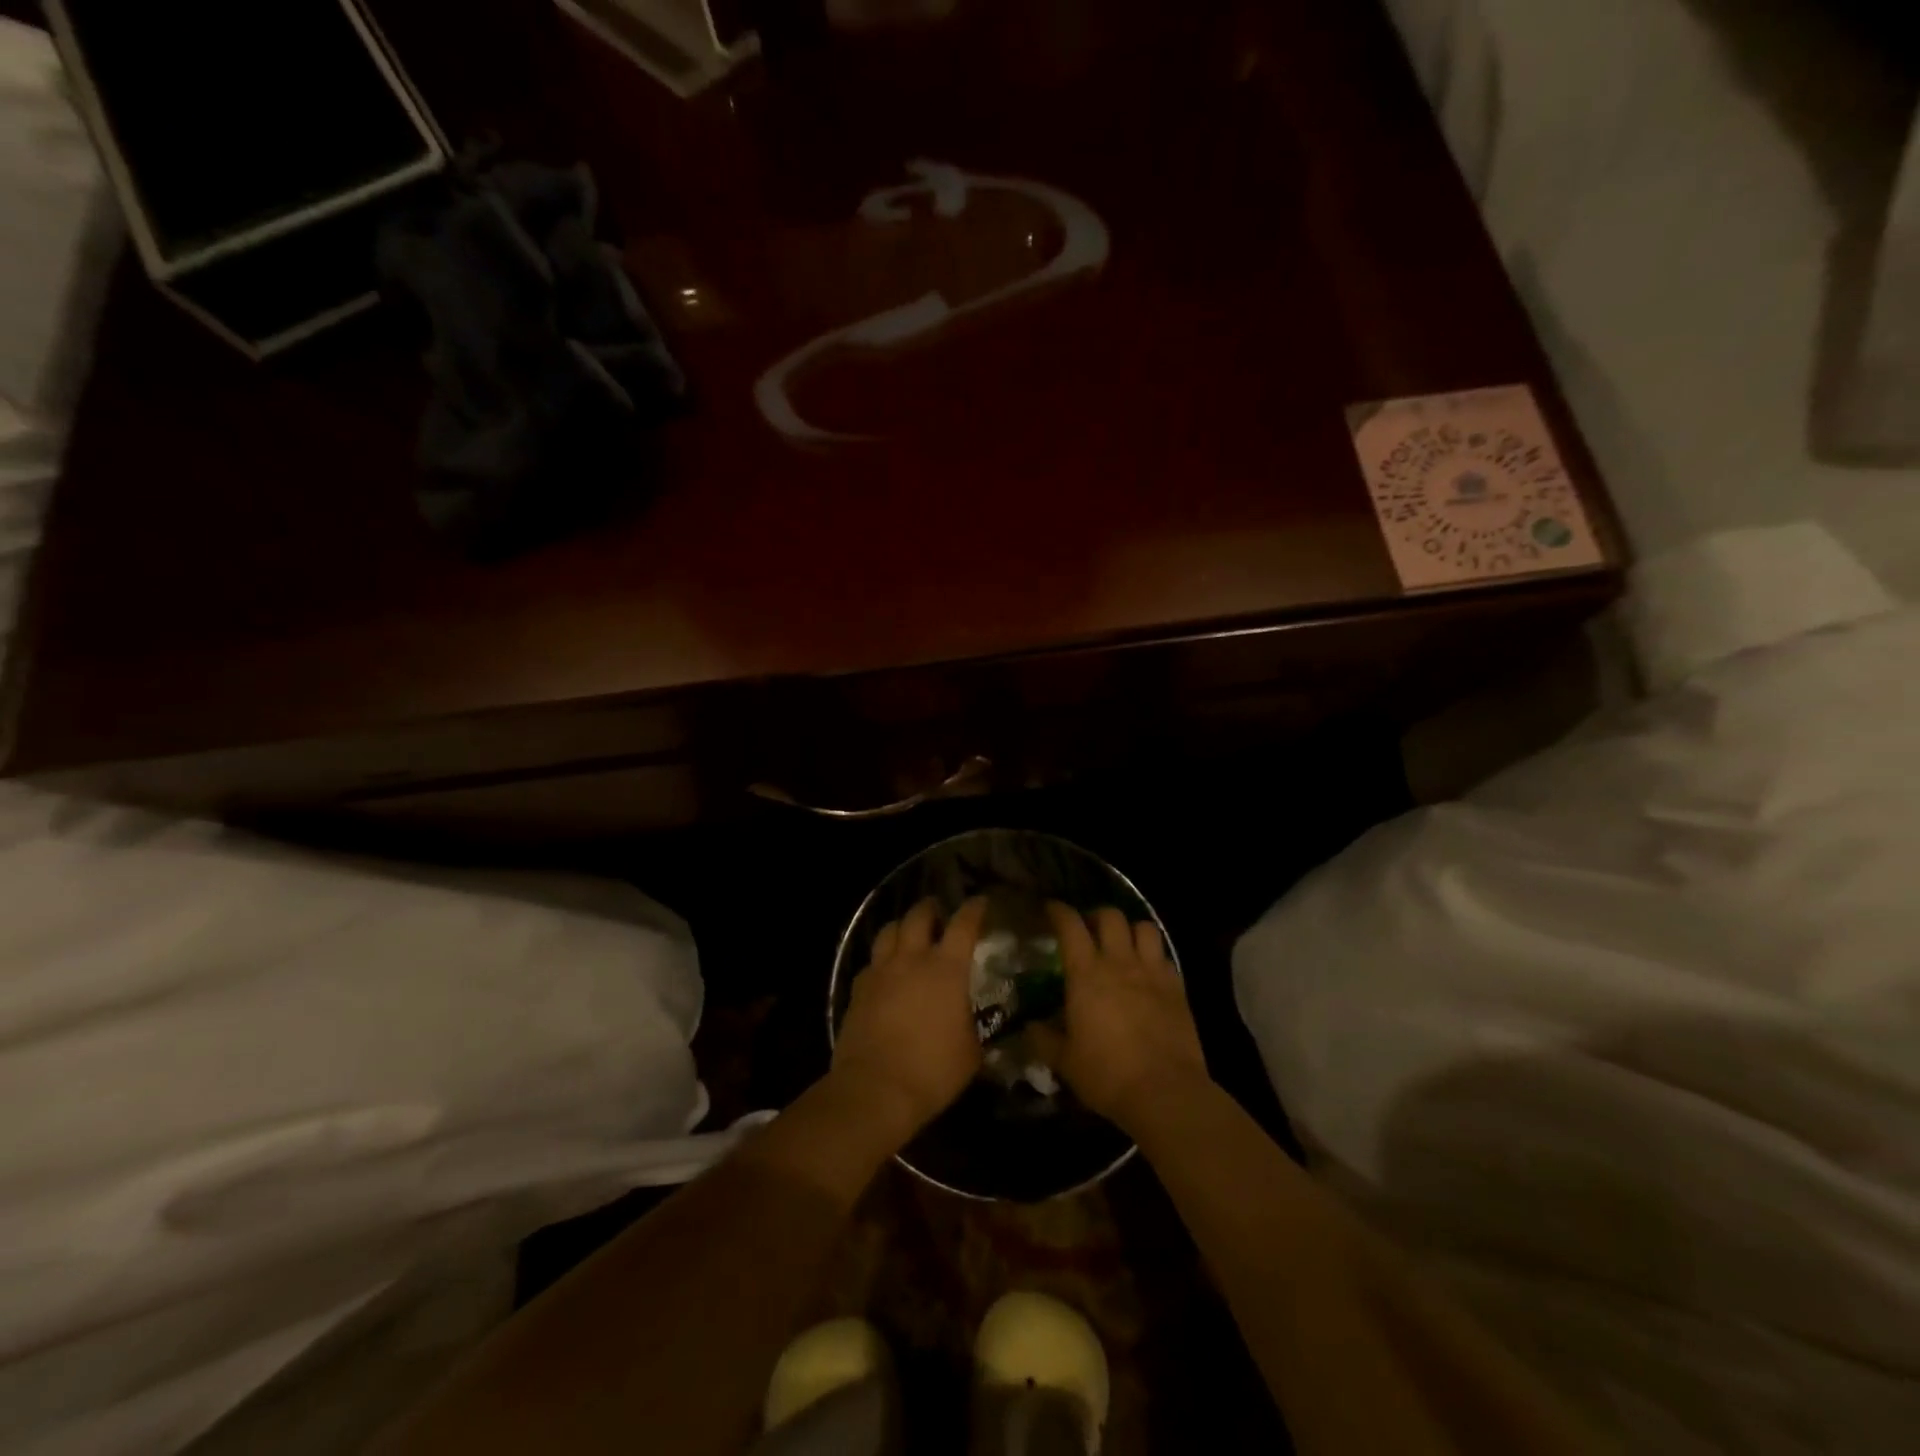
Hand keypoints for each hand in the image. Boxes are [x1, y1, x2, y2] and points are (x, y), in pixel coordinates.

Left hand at [831, 897, 988, 1146]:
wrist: (875, 1089)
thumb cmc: (933, 1070)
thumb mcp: (971, 1052)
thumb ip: (974, 1026)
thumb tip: (973, 1022)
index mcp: (946, 968)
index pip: (963, 924)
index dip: (974, 909)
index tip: (980, 902)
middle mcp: (912, 959)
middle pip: (919, 916)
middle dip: (930, 908)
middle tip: (938, 911)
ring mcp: (881, 971)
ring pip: (889, 930)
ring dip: (902, 926)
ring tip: (909, 932)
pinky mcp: (858, 988)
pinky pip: (872, 961)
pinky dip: (882, 959)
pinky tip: (886, 970)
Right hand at [1032, 903, 1209, 1133]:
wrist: (1165, 1092)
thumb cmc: (1107, 1075)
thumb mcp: (1065, 1061)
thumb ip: (1044, 1039)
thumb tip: (1030, 1027)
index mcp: (1086, 974)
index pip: (1070, 925)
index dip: (1059, 911)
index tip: (1051, 909)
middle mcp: (1119, 962)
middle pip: (1110, 916)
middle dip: (1096, 916)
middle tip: (1088, 930)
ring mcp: (1152, 972)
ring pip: (1144, 927)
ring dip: (1130, 929)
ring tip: (1123, 944)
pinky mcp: (1178, 988)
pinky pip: (1165, 956)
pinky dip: (1154, 956)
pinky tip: (1148, 972)